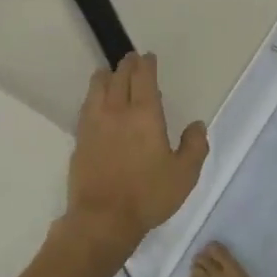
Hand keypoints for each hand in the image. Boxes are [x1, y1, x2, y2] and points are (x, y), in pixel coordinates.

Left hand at [64, 53, 207, 258]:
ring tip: (109, 74)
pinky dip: (93, 97)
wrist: (103, 218)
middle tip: (131, 59)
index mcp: (145, 115)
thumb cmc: (148, 195)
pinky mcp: (80, 139)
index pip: (144, 79)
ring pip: (97, 88)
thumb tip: (196, 125)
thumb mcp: (184, 174)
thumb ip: (194, 146)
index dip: (146, 65)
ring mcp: (94, 124)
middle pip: (119, 78)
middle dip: (126, 65)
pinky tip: (95, 103)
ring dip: (105, 76)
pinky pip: (86, 107)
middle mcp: (117, 112)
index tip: (147, 57)